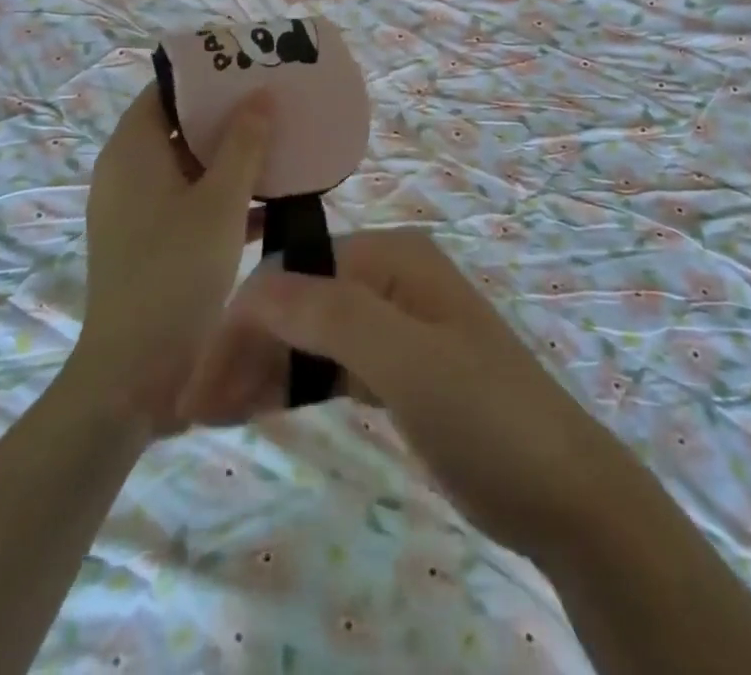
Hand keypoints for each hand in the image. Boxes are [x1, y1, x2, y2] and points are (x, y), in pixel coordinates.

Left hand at [77, 83, 269, 434]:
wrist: (135, 374)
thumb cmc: (176, 271)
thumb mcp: (220, 202)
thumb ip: (244, 144)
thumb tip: (260, 94)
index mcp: (133, 151)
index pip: (165, 90)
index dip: (205, 75)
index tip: (248, 67)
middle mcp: (128, 174)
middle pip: (179, 126)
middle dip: (227, 115)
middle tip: (274, 102)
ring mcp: (138, 211)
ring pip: (189, 167)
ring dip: (231, 157)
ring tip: (281, 143)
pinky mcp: (152, 242)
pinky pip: (191, 201)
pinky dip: (225, 195)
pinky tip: (274, 201)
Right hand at [178, 230, 637, 557]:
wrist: (562, 491)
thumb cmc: (487, 415)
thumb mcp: (409, 362)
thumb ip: (333, 316)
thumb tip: (254, 286)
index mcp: (393, 258)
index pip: (296, 274)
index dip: (242, 322)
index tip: (195, 384)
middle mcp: (388, 279)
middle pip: (297, 302)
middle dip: (243, 347)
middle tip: (188, 410)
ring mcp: (392, 324)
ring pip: (307, 337)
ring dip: (258, 369)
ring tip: (204, 416)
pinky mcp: (393, 368)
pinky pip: (328, 367)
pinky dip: (291, 386)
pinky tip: (252, 409)